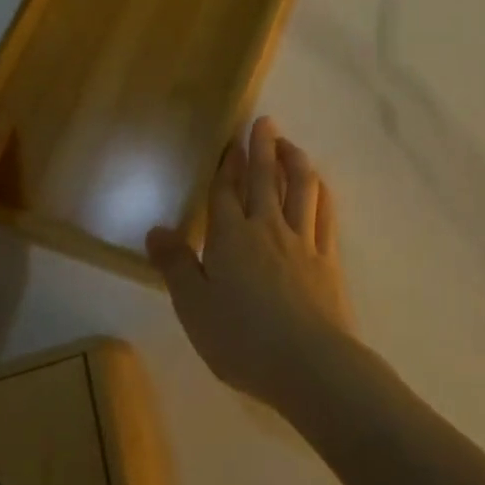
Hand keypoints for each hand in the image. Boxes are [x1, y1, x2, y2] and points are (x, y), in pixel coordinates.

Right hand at [147, 116, 353, 406]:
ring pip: (301, 187)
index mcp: (231, 238)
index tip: (230, 141)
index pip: (225, 192)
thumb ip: (176, 266)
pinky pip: (325, 213)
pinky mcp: (328, 258)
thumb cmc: (242, 339)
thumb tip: (155, 229)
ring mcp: (303, 241)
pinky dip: (321, 192)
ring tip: (289, 144)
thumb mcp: (194, 308)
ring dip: (295, 160)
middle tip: (264, 121)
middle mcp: (268, 229)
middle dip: (262, 147)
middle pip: (264, 179)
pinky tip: (319, 186)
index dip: (226, 165)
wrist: (308, 363)